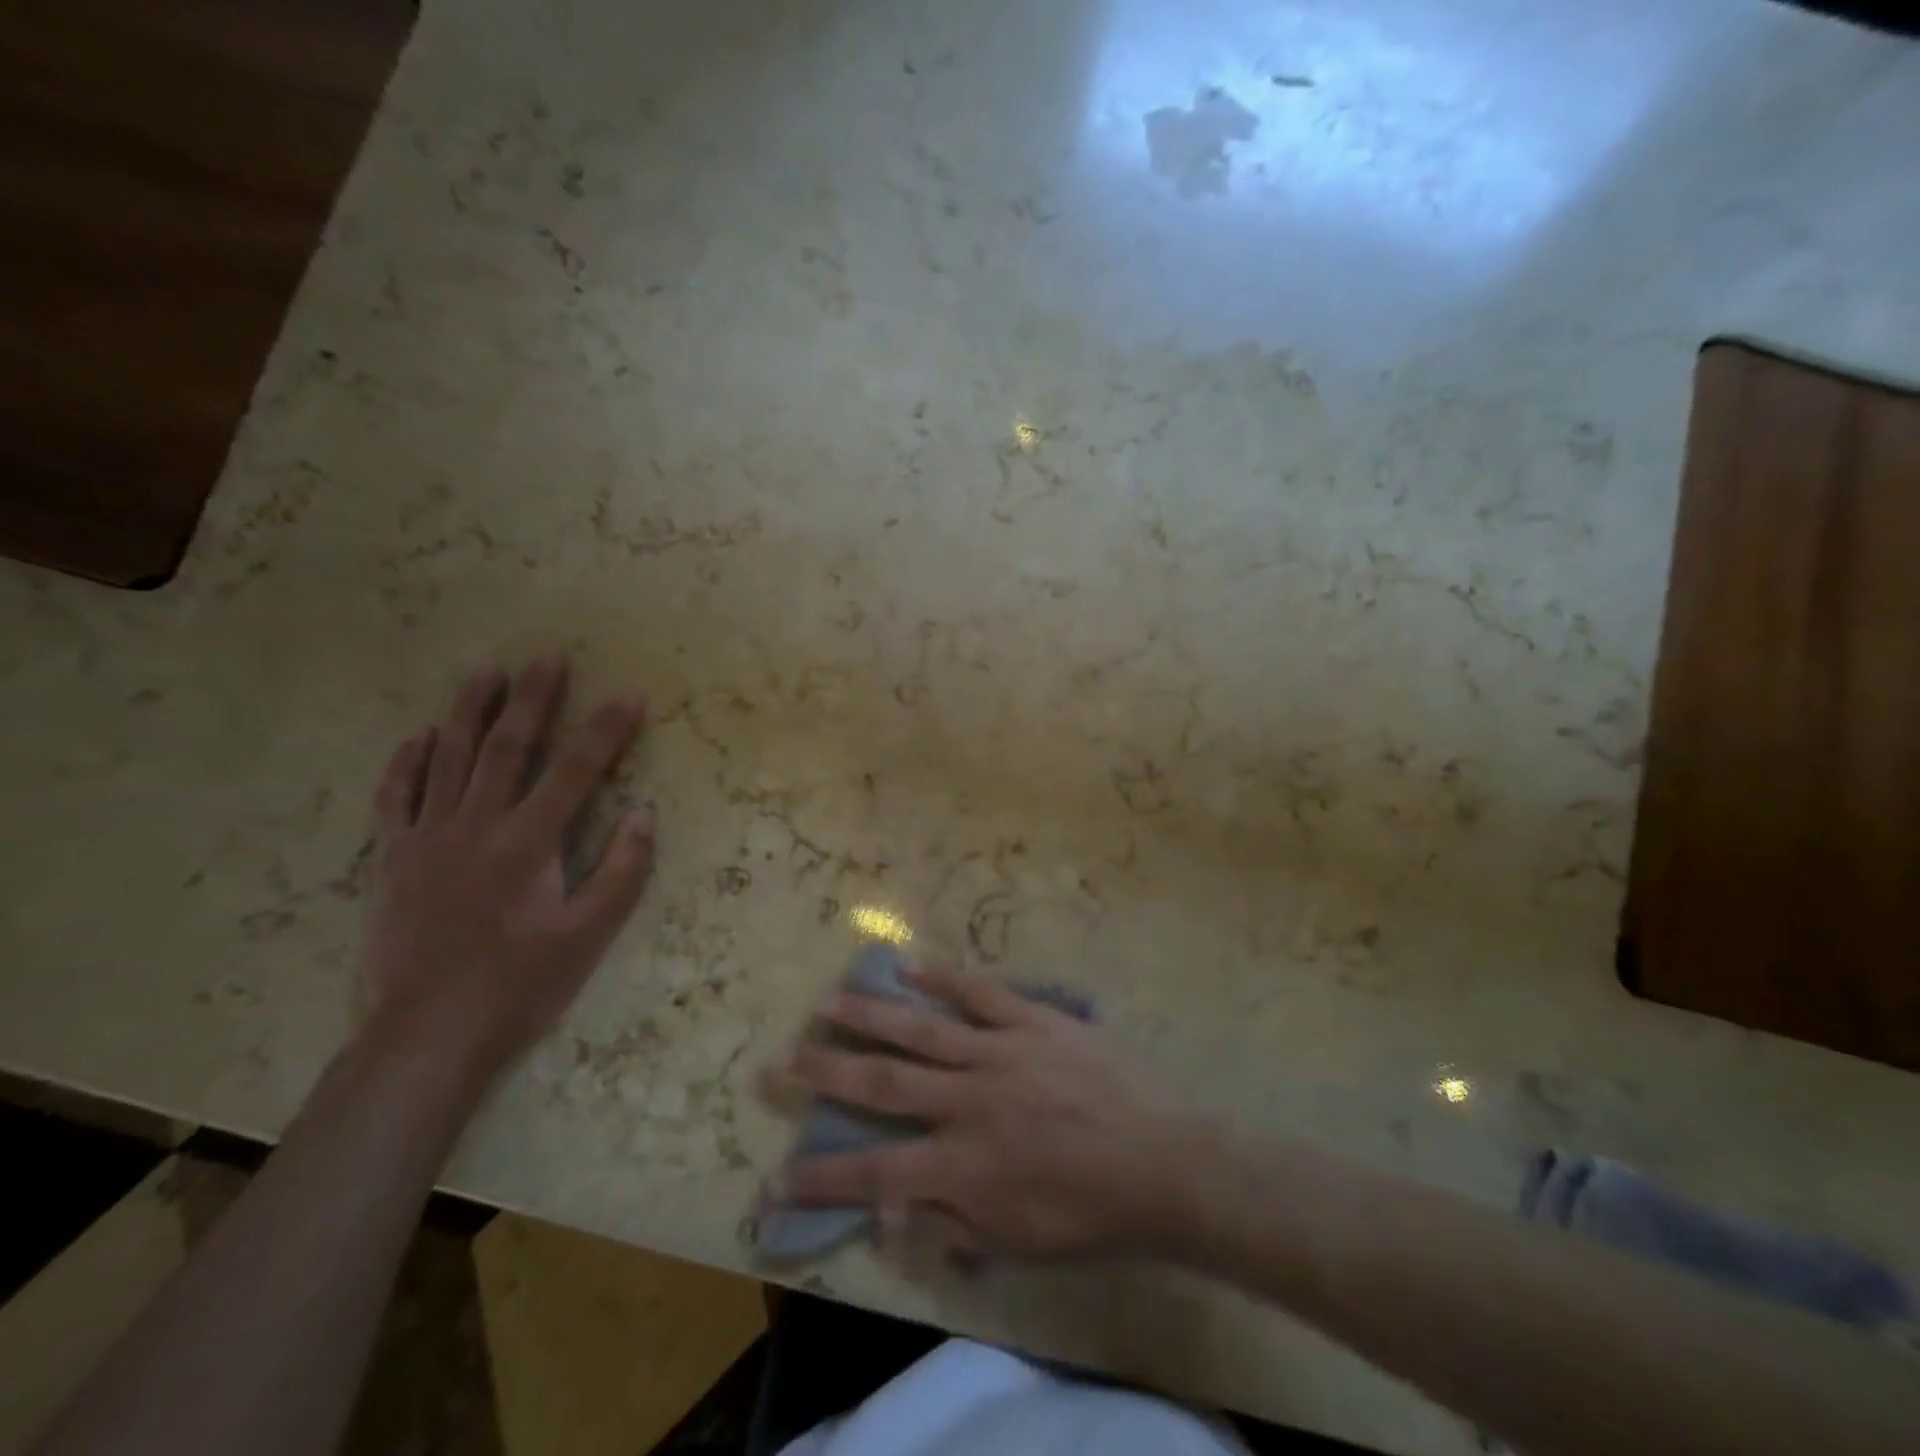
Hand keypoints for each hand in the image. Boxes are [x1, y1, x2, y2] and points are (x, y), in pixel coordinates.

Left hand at [360, 655, 655, 1084]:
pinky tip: (420, 736)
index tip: (629, 695)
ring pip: (449, 760)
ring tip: (486, 672)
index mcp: (529, 842)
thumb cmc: (520, 985)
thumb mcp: (589, 934)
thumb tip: (645, 812)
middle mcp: (477, 826)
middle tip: (547, 657)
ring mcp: (427, 839)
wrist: (426, 1036)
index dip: (606, 730)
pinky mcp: (392, 860)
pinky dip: (407, 763)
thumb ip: (622, 870)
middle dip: (532, 699)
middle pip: (508, 748)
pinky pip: (396, 798)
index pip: (577, 770)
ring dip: (469, 712)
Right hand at [767, 966, 1199, 1260]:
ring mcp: (1001, 1052)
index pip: (875, 1172)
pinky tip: (908, 963)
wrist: (1165, 1164)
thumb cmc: (1092, 1216)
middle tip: (783, 1058)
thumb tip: (889, 1214)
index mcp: (964, 1166)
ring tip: (829, 1000)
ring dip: (871, 1015)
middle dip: (828, 1072)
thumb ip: (951, 1227)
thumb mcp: (1019, 1245)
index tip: (774, 1179)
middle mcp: (969, 1102)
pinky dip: (942, 977)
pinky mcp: (1032, 1020)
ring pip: (922, 1029)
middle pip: (884, 1084)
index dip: (821, 1178)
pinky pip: (980, 992)